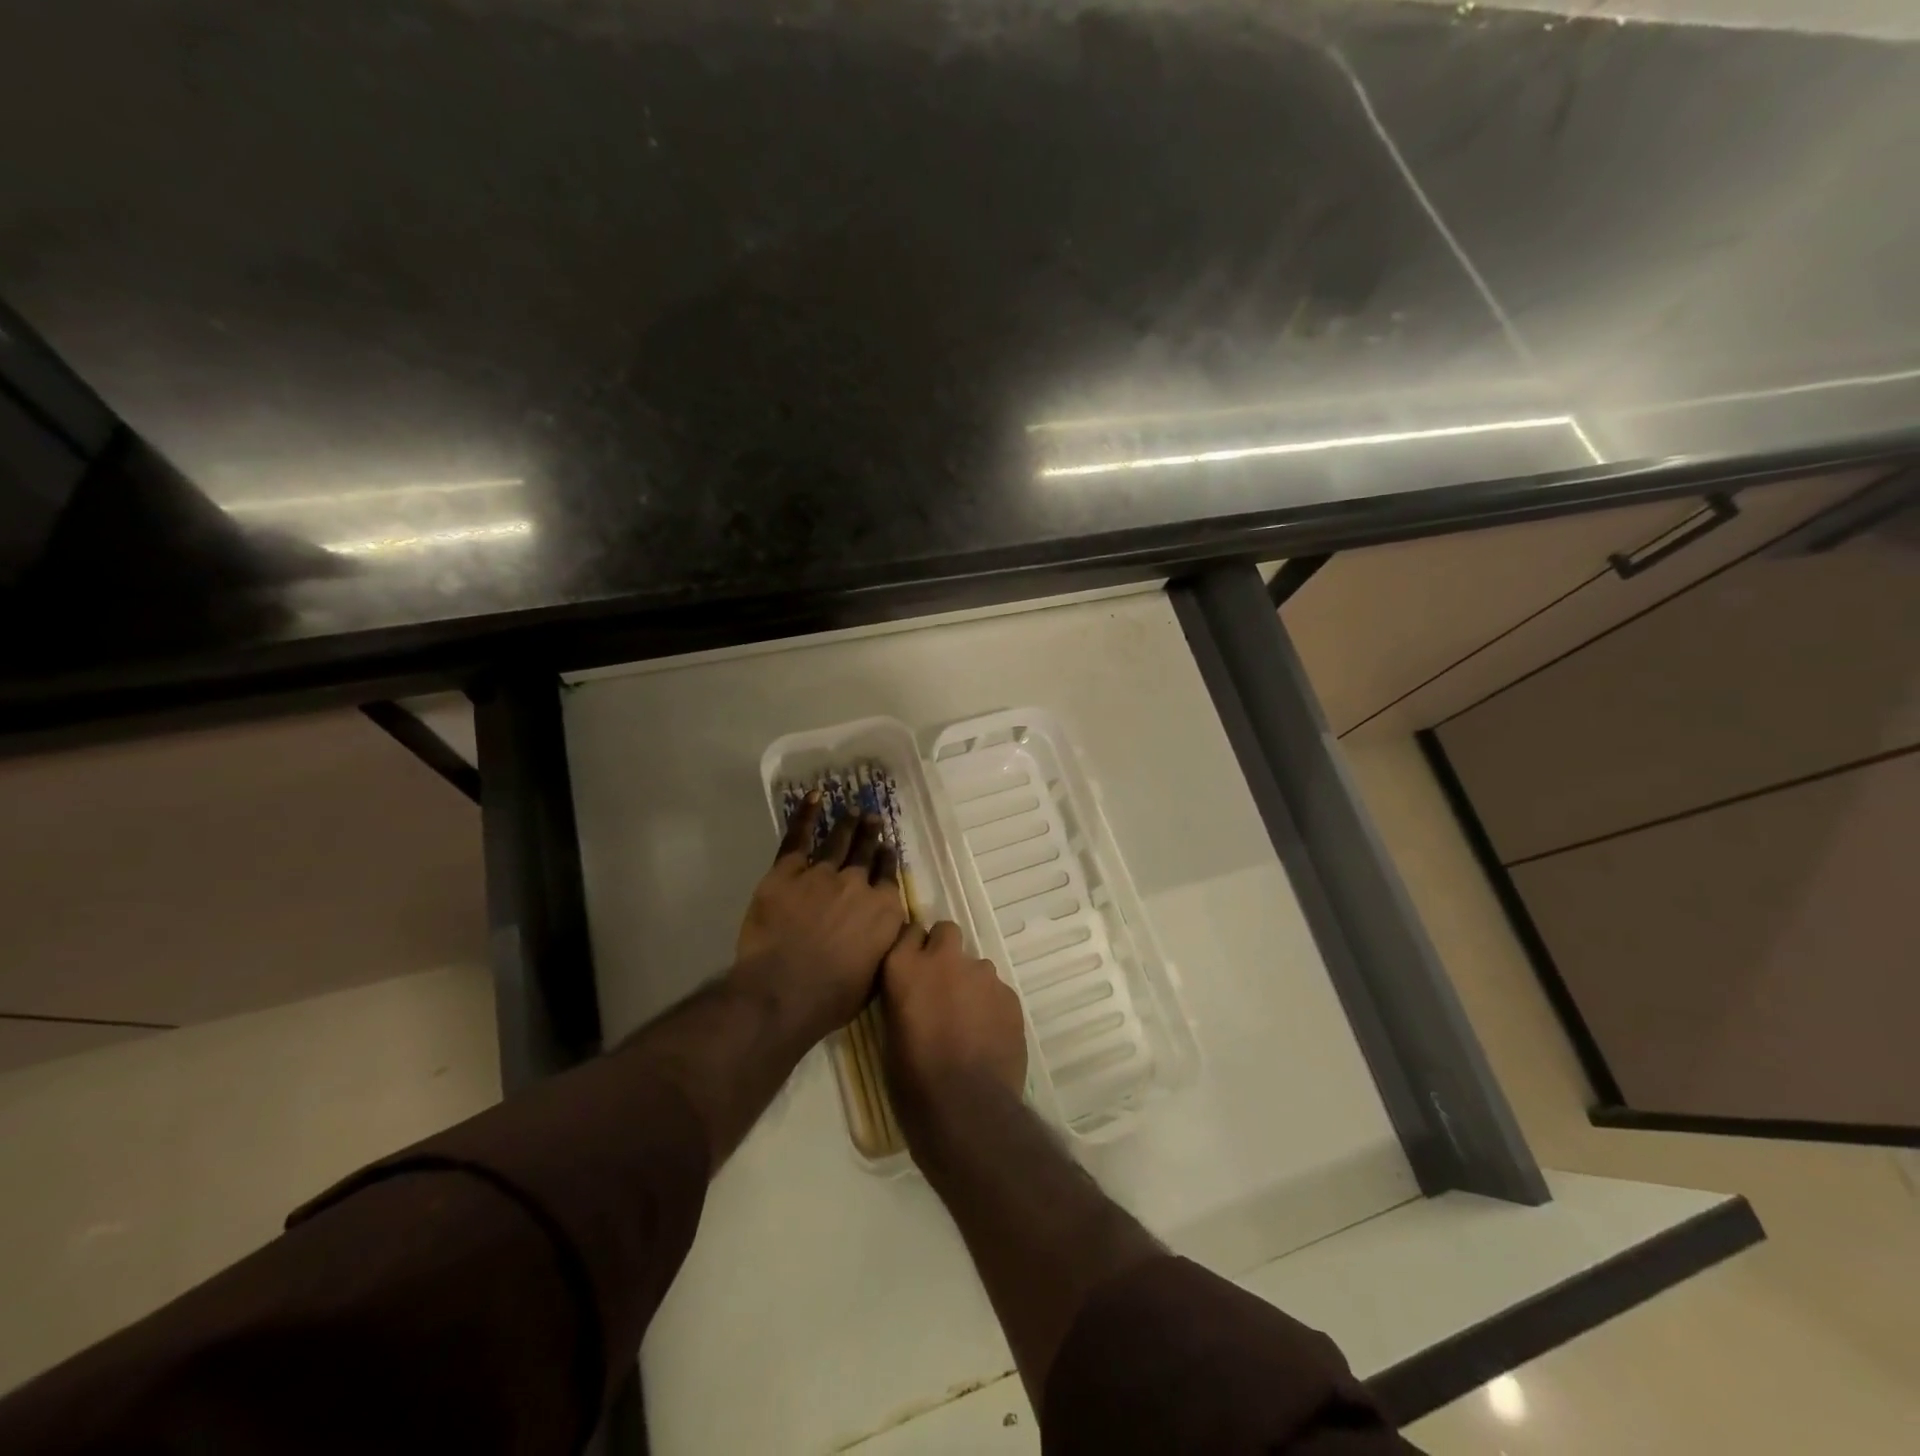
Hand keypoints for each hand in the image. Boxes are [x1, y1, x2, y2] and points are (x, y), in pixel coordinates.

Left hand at [732, 792, 906, 1046]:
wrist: (784, 990)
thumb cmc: (832, 997)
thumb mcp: (875, 975)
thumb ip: (884, 945)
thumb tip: (888, 931)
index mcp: (883, 910)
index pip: (888, 876)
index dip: (886, 860)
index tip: (886, 848)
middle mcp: (857, 884)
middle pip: (866, 853)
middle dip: (871, 834)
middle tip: (872, 818)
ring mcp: (822, 874)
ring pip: (838, 842)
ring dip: (848, 825)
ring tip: (853, 811)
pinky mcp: (787, 872)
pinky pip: (799, 837)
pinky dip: (806, 815)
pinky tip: (815, 797)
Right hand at [882, 920, 1028, 1142]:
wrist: (966, 1109)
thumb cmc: (913, 1080)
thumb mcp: (891, 1033)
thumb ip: (905, 997)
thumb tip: (916, 994)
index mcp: (905, 967)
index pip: (909, 931)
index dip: (914, 948)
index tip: (914, 964)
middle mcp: (943, 960)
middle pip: (946, 931)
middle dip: (945, 950)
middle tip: (943, 984)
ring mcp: (981, 974)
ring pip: (976, 964)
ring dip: (970, 983)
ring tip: (969, 1020)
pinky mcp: (1009, 995)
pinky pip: (998, 991)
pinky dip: (992, 1006)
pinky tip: (988, 1036)